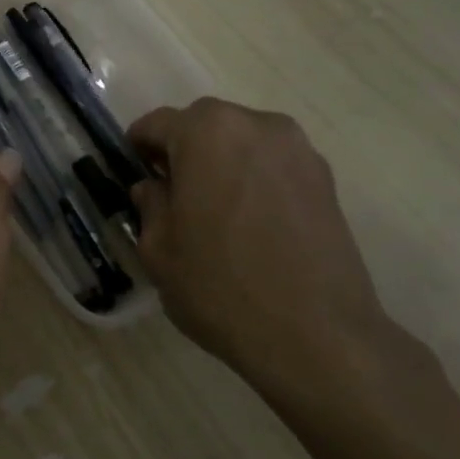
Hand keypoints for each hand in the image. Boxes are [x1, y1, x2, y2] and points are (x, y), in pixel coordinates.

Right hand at [128, 100, 396, 411]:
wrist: (315, 334)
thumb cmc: (220, 286)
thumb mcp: (159, 249)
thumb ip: (150, 205)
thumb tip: (153, 188)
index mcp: (206, 133)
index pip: (157, 124)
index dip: (138, 147)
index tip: (133, 174)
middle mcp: (255, 126)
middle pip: (204, 125)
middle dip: (182, 150)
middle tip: (172, 193)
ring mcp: (298, 150)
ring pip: (242, 141)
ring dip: (221, 162)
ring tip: (214, 210)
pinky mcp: (326, 179)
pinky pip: (273, 165)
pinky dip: (254, 179)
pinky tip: (250, 223)